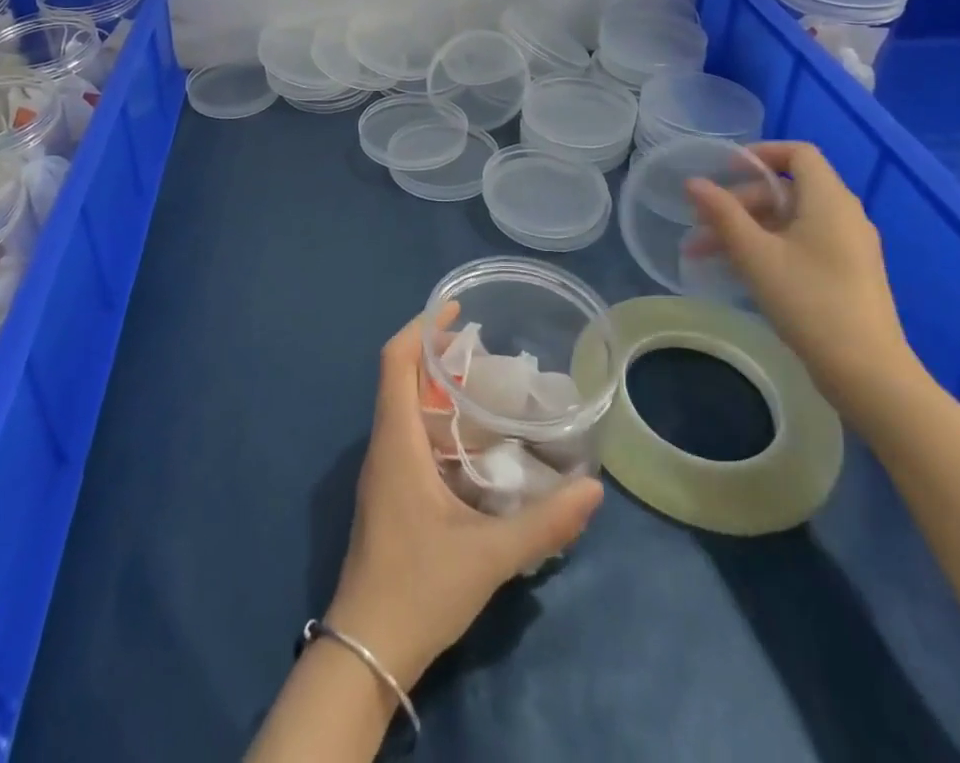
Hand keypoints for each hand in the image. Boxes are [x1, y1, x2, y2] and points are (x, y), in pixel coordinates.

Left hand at [323, 314, 604, 690]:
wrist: (366, 650)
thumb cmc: (419, 589)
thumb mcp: (489, 557)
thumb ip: (544, 523)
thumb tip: (593, 489)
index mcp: (397, 441)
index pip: (395, 361)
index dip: (421, 327)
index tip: (455, 310)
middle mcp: (384, 445)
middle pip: (400, 377)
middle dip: (436, 353)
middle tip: (485, 350)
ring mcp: (383, 470)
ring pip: (403, 407)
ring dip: (436, 387)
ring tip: (485, 387)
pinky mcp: (389, 493)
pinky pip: (408, 435)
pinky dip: (435, 420)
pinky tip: (473, 443)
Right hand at [686, 141, 925, 427]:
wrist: (867, 372)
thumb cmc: (809, 302)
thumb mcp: (755, 255)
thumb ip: (722, 214)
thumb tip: (693, 183)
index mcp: (829, 201)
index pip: (799, 153)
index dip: (760, 153)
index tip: (724, 170)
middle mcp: (844, 216)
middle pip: (786, 189)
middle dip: (739, 202)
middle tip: (702, 225)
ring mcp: (849, 247)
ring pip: (789, 219)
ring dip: (746, 228)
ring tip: (707, 253)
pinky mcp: (847, 273)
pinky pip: (802, 242)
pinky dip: (768, 245)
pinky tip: (740, 270)